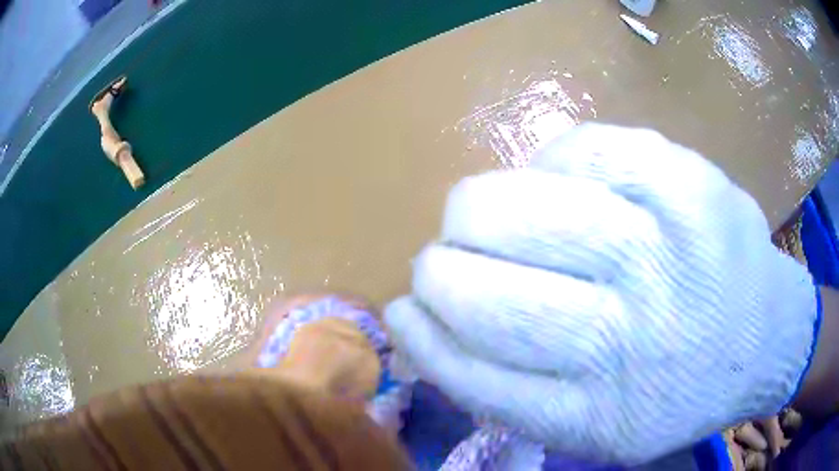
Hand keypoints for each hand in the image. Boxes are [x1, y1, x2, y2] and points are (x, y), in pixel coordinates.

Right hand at [384, 124, 818, 463]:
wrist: (767, 338)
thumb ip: (512, 390)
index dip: (426, 339)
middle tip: (443, 261)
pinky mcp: (690, 181)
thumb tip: (423, 324)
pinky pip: (586, 147)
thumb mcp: (599, 427)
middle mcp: (635, 340)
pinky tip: (559, 181)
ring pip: (523, 206)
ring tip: (485, 216)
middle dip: (441, 269)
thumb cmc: (682, 390)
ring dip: (478, 210)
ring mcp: (670, 250)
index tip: (403, 312)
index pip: (476, 377)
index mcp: (603, 416)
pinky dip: (551, 161)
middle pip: (491, 293)